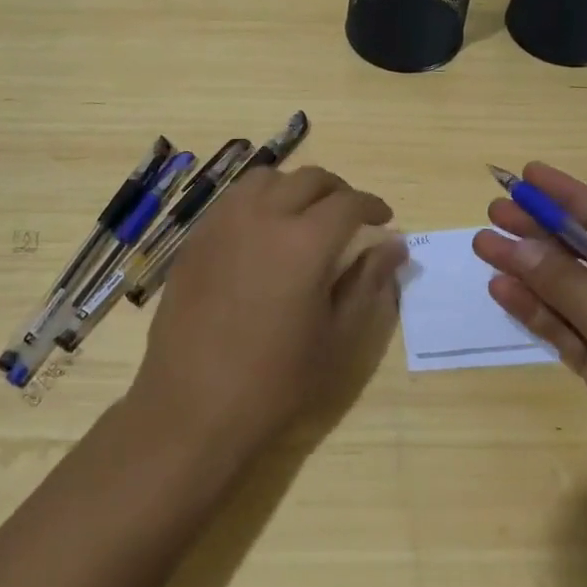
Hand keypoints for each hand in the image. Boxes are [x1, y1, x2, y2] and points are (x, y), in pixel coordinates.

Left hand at [131, 165, 402, 469]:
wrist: (192, 408)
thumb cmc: (275, 382)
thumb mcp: (336, 338)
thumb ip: (367, 282)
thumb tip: (394, 245)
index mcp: (305, 241)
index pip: (348, 202)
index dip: (372, 205)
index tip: (384, 219)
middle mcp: (263, 216)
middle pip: (309, 179)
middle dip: (338, 191)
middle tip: (350, 215)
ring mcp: (223, 223)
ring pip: (267, 178)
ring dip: (295, 187)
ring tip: (305, 215)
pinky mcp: (197, 238)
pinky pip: (234, 199)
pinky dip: (259, 200)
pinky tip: (263, 232)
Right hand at [473, 163, 586, 537]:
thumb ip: (570, 287)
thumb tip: (517, 246)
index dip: (567, 195)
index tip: (526, 174)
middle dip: (541, 230)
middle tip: (494, 209)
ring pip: (571, 286)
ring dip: (530, 268)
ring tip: (484, 245)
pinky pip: (568, 324)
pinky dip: (537, 308)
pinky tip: (502, 289)